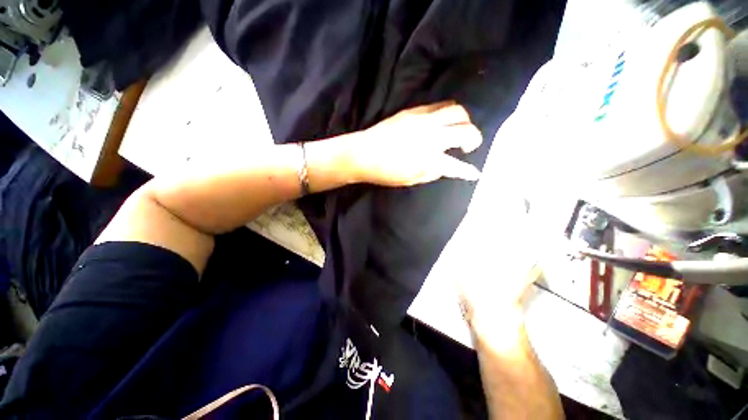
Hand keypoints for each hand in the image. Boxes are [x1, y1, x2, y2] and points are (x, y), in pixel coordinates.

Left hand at [347, 101, 482, 186]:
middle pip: (466, 129)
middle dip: (474, 138)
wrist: (362, 153)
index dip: (468, 171)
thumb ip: (431, 173)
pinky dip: (446, 113)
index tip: (475, 173)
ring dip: (463, 121)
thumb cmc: (385, 172)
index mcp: (430, 158)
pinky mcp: (414, 110)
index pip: (457, 165)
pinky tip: (440, 121)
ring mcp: (424, 119)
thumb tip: (444, 167)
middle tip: (467, 146)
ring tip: (456, 130)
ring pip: (456, 110)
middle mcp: (432, 135)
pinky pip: (439, 105)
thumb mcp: (411, 179)